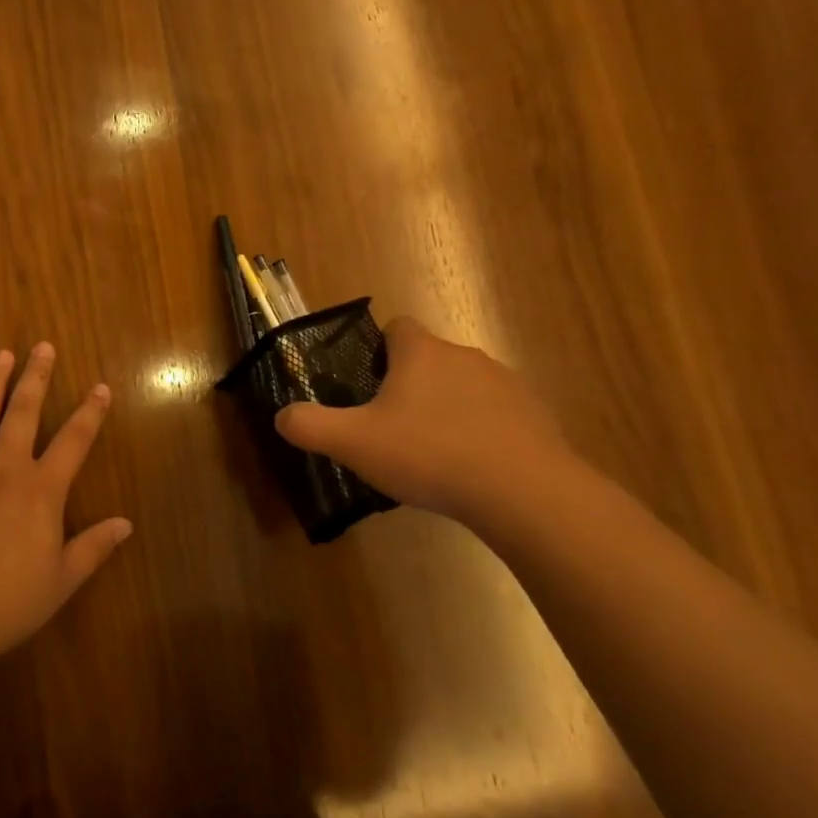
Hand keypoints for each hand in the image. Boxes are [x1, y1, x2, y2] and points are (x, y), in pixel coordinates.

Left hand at [0, 343, 131, 671]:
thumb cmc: (8, 601)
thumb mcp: (62, 579)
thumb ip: (94, 547)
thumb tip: (126, 524)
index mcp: (42, 489)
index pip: (74, 441)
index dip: (90, 412)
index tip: (100, 387)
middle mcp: (5, 468)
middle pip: (25, 412)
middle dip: (37, 377)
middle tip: (43, 347)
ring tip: (1, 355)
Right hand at [274, 316, 577, 527]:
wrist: (522, 490)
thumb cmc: (429, 454)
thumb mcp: (354, 443)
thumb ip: (310, 426)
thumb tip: (282, 416)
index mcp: (421, 353)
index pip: (398, 327)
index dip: (380, 349)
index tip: (371, 384)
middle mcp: (464, 355)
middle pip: (430, 358)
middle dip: (412, 385)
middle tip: (394, 428)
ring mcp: (505, 383)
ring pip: (465, 386)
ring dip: (449, 408)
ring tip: (435, 454)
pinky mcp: (535, 415)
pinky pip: (498, 414)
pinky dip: (483, 432)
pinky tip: (474, 469)